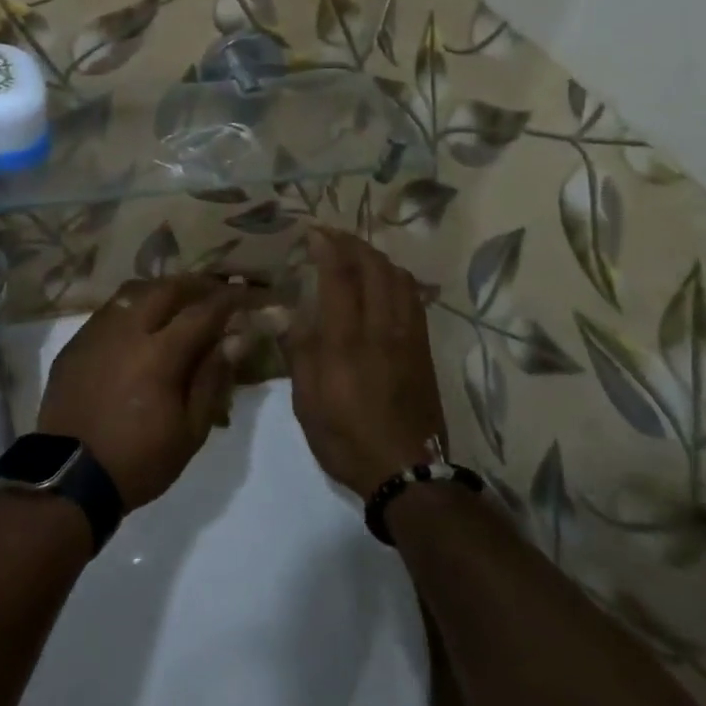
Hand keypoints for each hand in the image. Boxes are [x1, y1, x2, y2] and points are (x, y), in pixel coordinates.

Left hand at [37, 276, 259, 508]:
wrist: (69, 478)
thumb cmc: (139, 460)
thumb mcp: (190, 431)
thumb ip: (212, 379)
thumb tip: (235, 339)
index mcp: (159, 354)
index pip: (202, 312)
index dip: (227, 299)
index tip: (244, 292)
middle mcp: (126, 331)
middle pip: (165, 289)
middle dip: (194, 285)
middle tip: (213, 291)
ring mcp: (96, 333)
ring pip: (132, 292)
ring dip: (160, 290)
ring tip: (177, 301)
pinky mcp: (75, 343)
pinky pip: (108, 311)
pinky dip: (131, 308)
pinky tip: (139, 324)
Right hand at [288, 229, 447, 500]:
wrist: (407, 473)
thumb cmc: (346, 438)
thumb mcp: (307, 401)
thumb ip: (298, 350)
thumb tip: (280, 312)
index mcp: (347, 341)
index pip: (340, 277)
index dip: (327, 247)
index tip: (313, 232)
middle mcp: (382, 329)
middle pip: (375, 268)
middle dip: (353, 244)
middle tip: (333, 237)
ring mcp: (409, 337)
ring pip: (400, 279)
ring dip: (377, 258)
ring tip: (357, 254)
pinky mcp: (424, 350)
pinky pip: (414, 299)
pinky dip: (396, 279)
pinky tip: (385, 283)